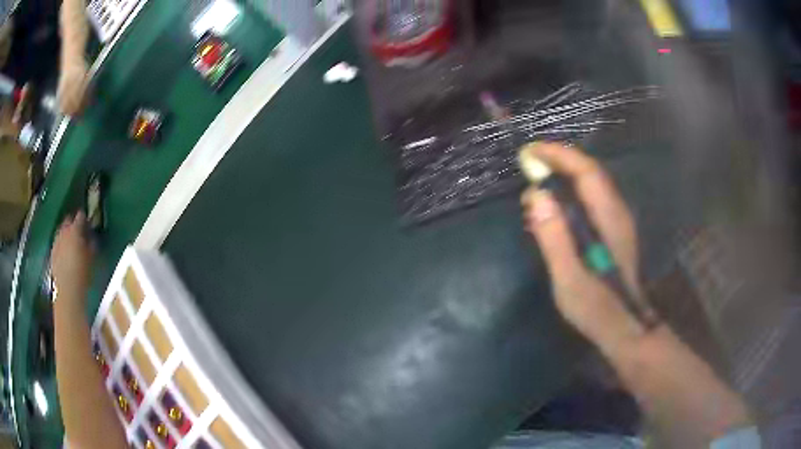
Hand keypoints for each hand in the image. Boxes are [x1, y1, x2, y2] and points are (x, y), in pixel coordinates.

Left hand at [51, 212, 93, 304]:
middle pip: (68, 221)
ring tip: (71, 243)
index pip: (80, 216)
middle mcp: (64, 231)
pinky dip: (61, 245)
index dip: (85, 218)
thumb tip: (92, 236)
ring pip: (61, 231)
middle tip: (79, 231)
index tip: (89, 221)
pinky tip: (65, 254)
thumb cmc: (83, 274)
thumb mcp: (92, 258)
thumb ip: (92, 243)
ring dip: (66, 234)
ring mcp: (56, 242)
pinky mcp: (52, 253)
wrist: (68, 291)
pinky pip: (57, 243)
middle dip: (73, 223)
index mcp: (75, 230)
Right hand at [521, 143, 645, 344]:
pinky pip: (592, 197)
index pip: (586, 172)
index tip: (531, 152)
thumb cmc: (597, 308)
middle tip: (530, 161)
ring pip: (592, 183)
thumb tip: (535, 195)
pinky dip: (572, 190)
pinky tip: (556, 204)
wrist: (626, 327)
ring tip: (538, 177)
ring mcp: (618, 220)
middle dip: (560, 159)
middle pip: (590, 172)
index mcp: (608, 219)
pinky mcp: (614, 230)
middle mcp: (617, 211)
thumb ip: (554, 237)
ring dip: (566, 173)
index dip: (559, 156)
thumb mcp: (569, 278)